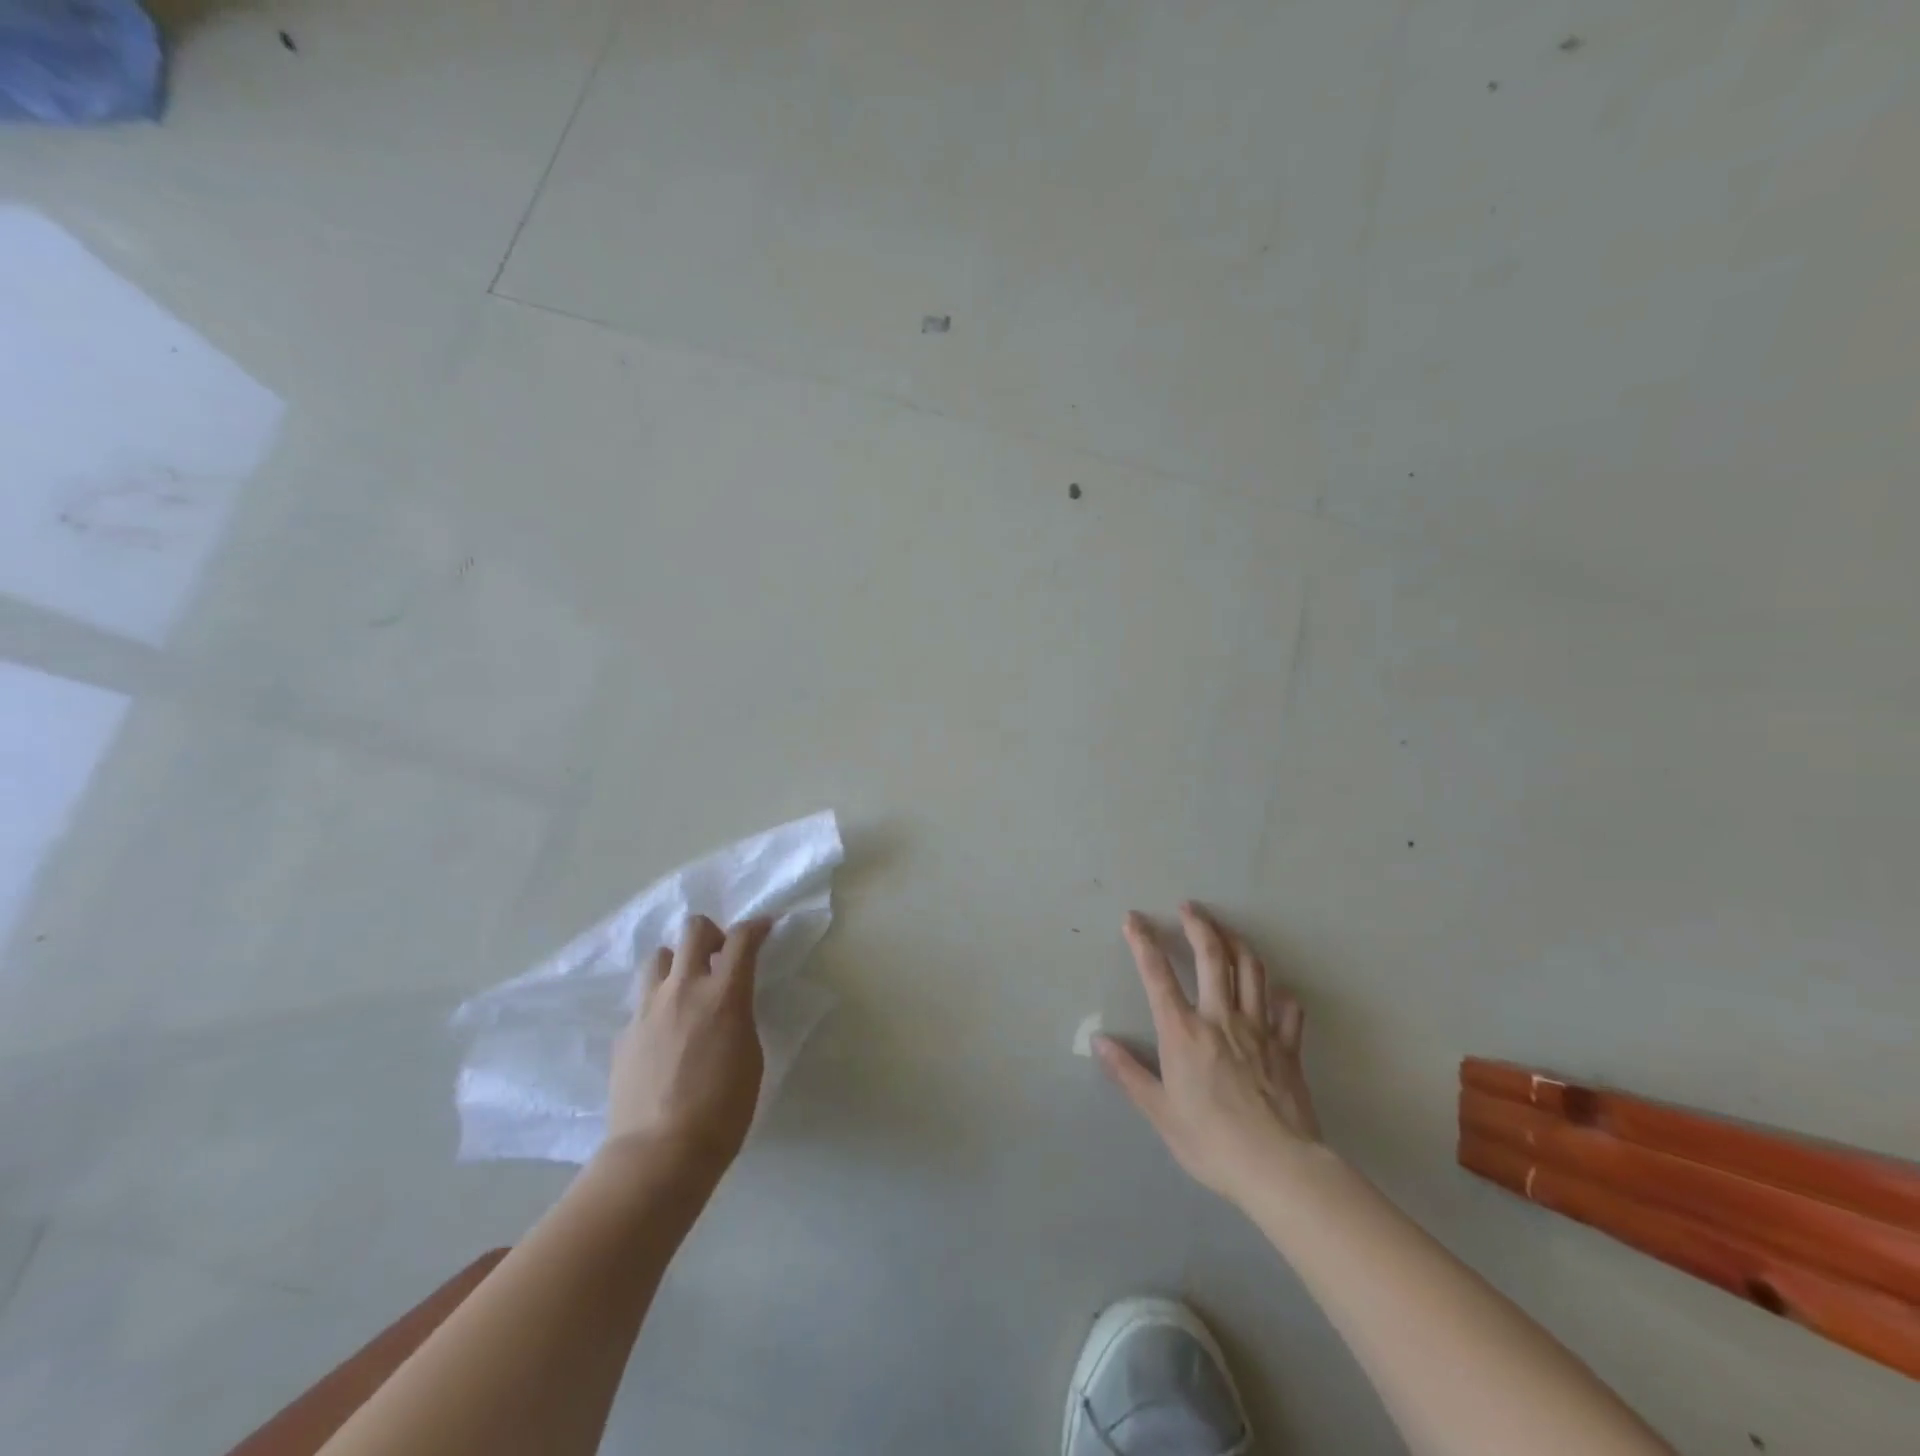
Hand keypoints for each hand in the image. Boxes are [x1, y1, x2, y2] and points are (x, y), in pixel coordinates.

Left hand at [604, 914, 769, 1171]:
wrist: (659, 1153)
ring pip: (659, 957)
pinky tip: (665, 1035)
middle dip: (712, 933)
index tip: (764, 928)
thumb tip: (728, 1005)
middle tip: (721, 956)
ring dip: (677, 963)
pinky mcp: (624, 1033)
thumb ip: (740, 1017)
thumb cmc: (724, 1109)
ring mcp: (648, 1009)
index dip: (757, 926)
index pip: (743, 939)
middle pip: (693, 930)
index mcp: (724, 994)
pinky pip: (643, 1002)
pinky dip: (659, 1006)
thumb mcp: (750, 1055)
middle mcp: (684, 989)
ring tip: (687, 990)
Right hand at [1096, 902, 1320, 1207]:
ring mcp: (1259, 1029)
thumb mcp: (1159, 1112)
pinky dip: (1281, 994)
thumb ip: (1128, 1073)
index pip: (1157, 975)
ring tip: (1226, 933)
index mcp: (1183, 1032)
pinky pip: (1288, 1010)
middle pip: (1211, 956)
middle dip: (1198, 925)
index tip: (1133, 919)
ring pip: (1250, 971)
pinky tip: (1276, 991)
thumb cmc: (1211, 1142)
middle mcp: (1220, 1018)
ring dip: (1237, 944)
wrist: (1278, 1168)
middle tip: (1189, 906)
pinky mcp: (1288, 1047)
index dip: (1142, 941)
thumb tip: (1098, 1042)